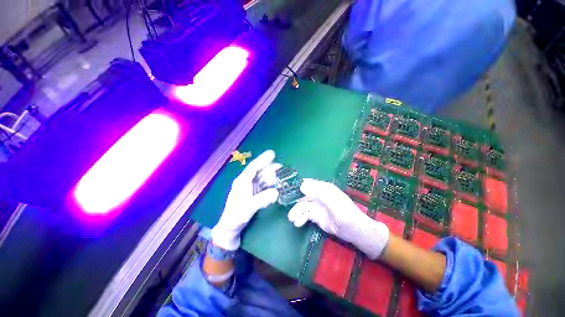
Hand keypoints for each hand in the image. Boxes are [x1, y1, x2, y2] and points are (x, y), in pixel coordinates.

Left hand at [212, 150, 280, 250]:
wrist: (229, 229)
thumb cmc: (236, 217)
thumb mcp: (248, 208)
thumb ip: (262, 199)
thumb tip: (276, 192)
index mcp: (242, 182)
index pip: (253, 167)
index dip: (263, 159)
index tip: (272, 153)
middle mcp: (245, 182)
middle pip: (259, 171)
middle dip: (269, 168)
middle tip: (280, 167)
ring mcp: (249, 188)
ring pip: (261, 178)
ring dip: (270, 176)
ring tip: (280, 176)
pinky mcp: (252, 194)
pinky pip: (262, 185)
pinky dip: (269, 184)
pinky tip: (274, 186)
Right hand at [288, 179, 388, 258]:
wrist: (354, 231)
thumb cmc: (345, 212)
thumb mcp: (332, 201)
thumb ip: (317, 192)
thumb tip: (301, 185)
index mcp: (323, 188)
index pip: (307, 183)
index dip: (297, 185)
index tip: (286, 188)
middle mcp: (318, 195)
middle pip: (302, 195)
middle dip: (294, 200)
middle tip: (283, 204)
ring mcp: (317, 206)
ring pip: (302, 206)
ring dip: (296, 211)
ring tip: (291, 219)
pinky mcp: (316, 216)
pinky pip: (305, 215)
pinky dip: (300, 218)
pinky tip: (297, 223)